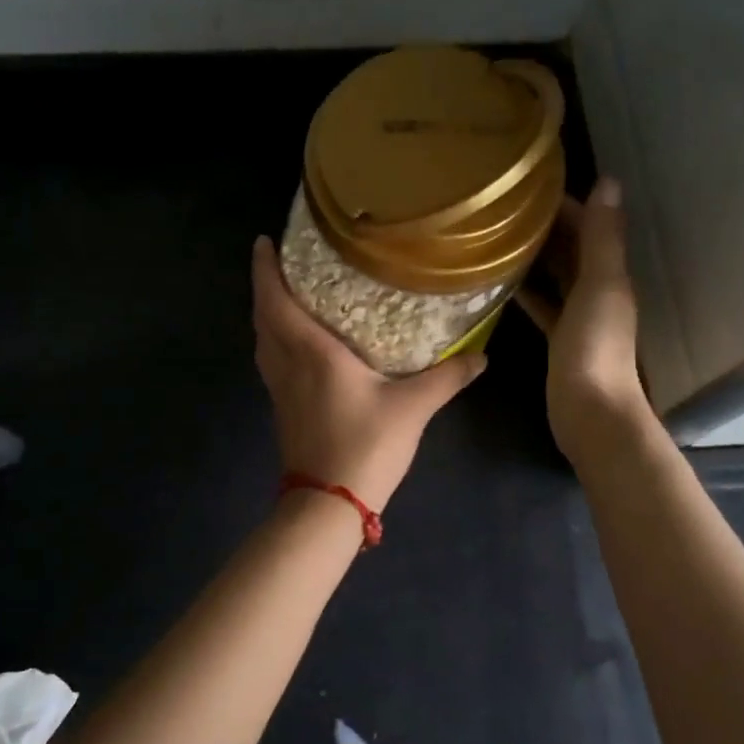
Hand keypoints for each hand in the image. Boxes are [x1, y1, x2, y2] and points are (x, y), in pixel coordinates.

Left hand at [251, 236, 485, 512]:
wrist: (328, 502)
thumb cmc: (366, 445)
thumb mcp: (413, 407)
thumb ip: (446, 377)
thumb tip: (482, 356)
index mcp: (311, 352)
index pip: (275, 300)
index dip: (265, 269)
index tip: (263, 241)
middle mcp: (287, 364)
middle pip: (262, 317)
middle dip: (265, 286)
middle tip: (280, 262)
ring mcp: (279, 389)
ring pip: (263, 341)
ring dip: (267, 314)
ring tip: (287, 295)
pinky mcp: (282, 409)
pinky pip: (270, 361)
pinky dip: (275, 340)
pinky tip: (299, 345)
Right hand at [516, 178, 649, 461]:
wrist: (590, 411)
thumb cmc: (595, 346)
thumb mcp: (600, 285)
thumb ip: (602, 236)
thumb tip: (609, 181)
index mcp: (610, 273)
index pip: (588, 226)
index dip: (564, 204)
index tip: (527, 187)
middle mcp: (597, 290)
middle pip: (571, 249)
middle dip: (545, 227)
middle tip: (503, 209)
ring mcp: (578, 316)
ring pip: (556, 275)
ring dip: (535, 256)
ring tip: (496, 237)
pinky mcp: (559, 339)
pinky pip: (543, 305)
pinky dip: (527, 291)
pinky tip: (502, 282)